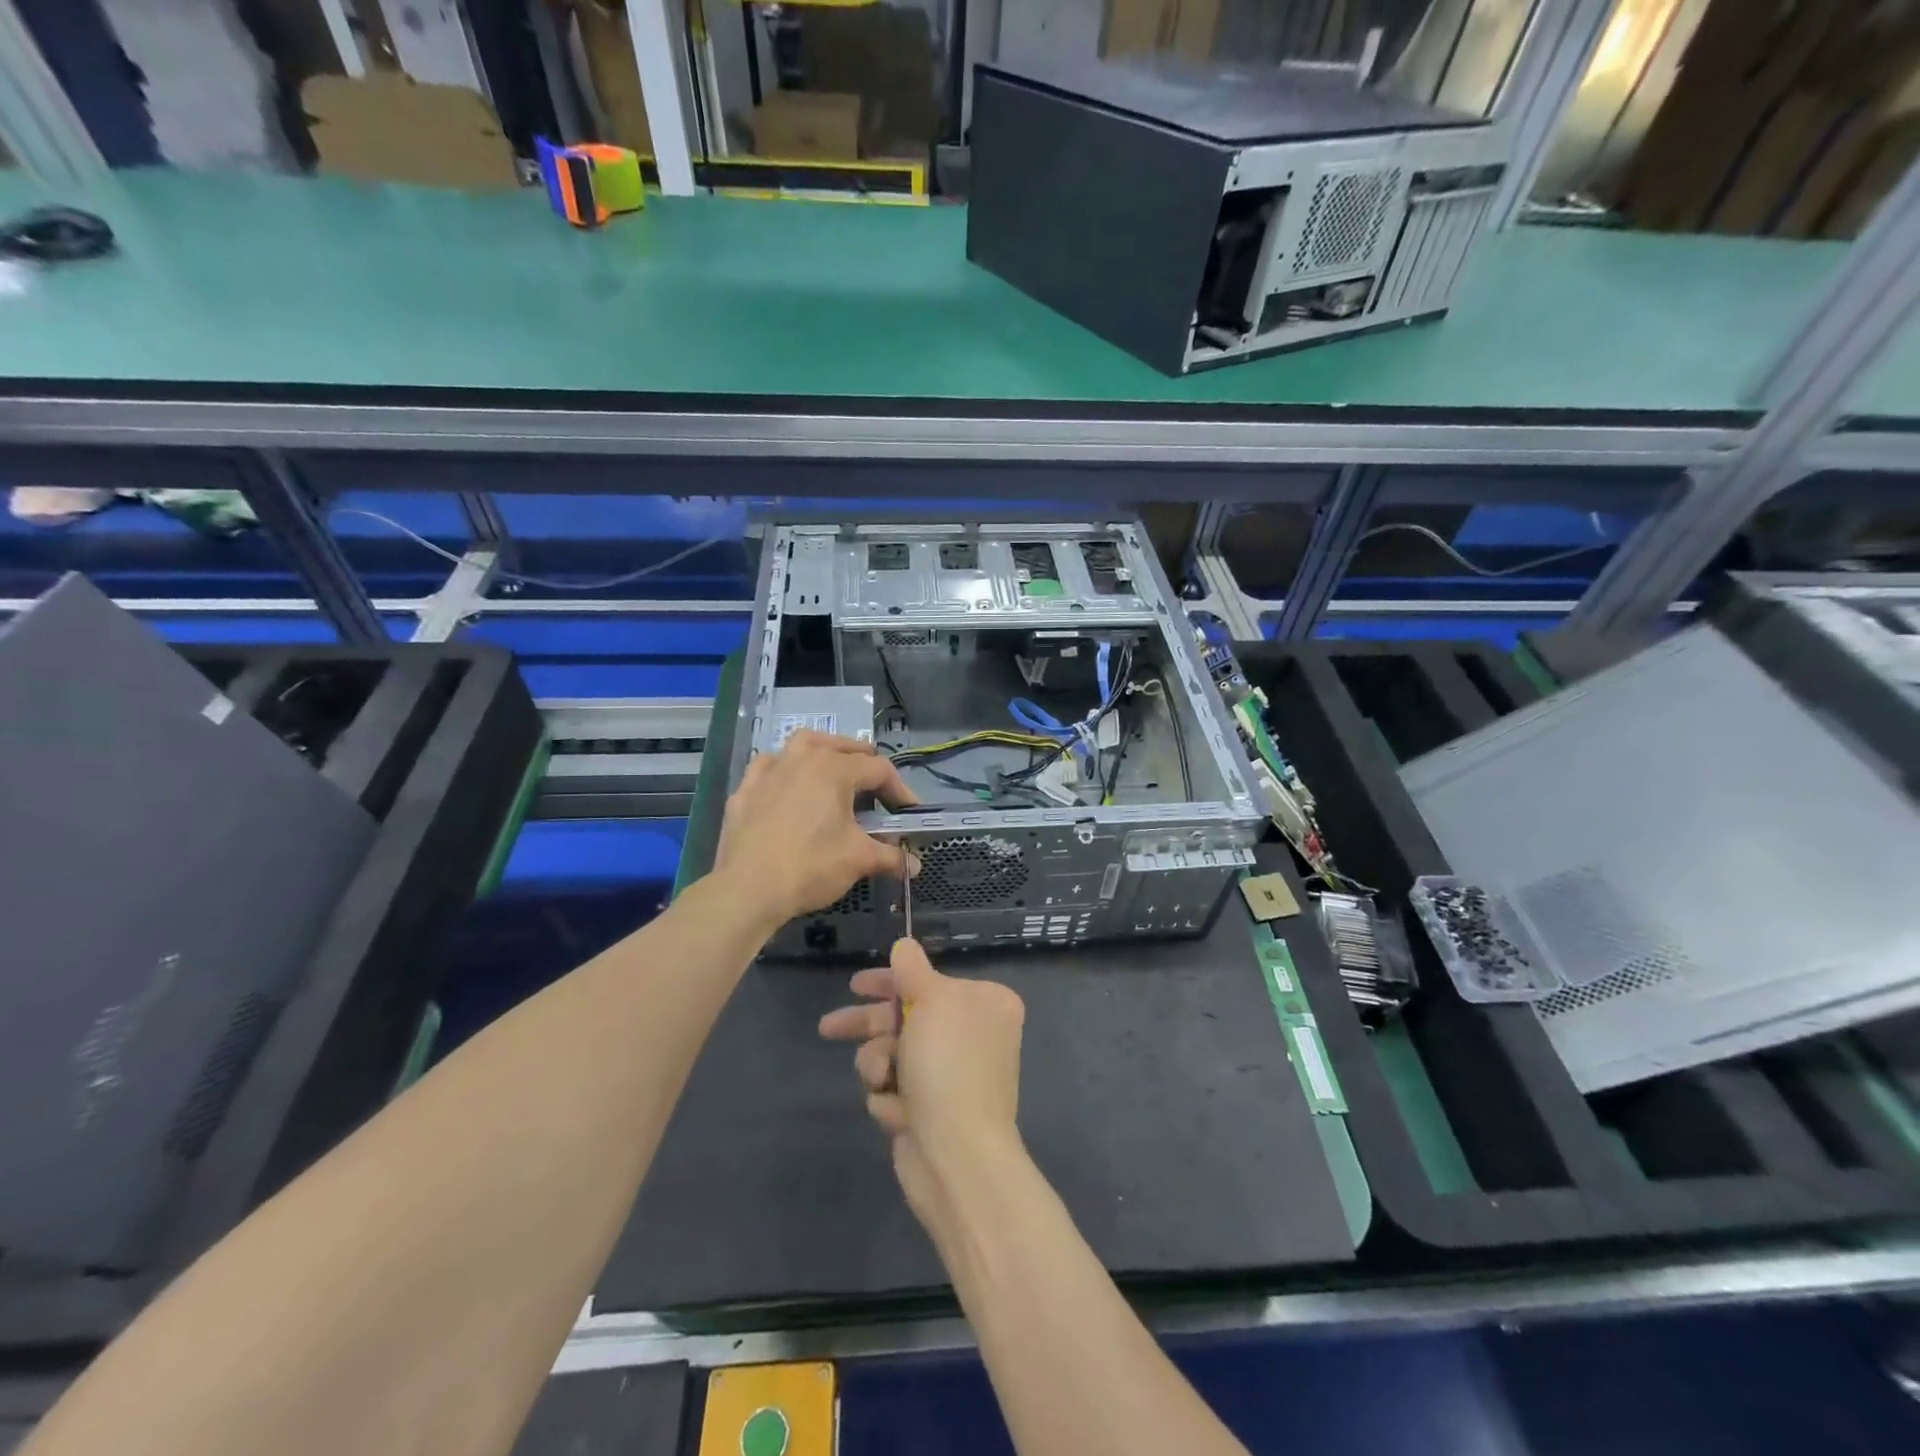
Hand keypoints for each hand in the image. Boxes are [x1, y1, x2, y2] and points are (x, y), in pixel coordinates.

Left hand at [712, 729, 915, 928]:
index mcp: (834, 768)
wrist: (747, 889)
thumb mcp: (859, 860)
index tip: (908, 812)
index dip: (899, 790)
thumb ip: (891, 857)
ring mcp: (769, 770)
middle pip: (840, 746)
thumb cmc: (811, 866)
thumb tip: (915, 865)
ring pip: (801, 745)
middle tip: (875, 786)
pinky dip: (785, 771)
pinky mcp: (745, 789)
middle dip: (863, 762)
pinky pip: (769, 767)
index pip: (879, 769)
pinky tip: (788, 787)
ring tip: (832, 771)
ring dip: (822, 752)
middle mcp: (802, 758)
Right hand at [819, 938, 1024, 1232]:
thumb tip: (904, 944)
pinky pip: (895, 1089)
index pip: (928, 980)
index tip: (856, 984)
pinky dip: (889, 1098)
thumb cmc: (948, 1066)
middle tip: (830, 1027)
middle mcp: (973, 1035)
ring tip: (882, 1080)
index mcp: (985, 1004)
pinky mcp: (932, 1111)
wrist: (957, 1157)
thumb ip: (912, 970)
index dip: (889, 982)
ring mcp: (952, 1075)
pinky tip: (897, 1112)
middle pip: (907, 1017)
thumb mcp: (931, 1001)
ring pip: (893, 1054)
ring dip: (878, 1065)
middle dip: (870, 1027)